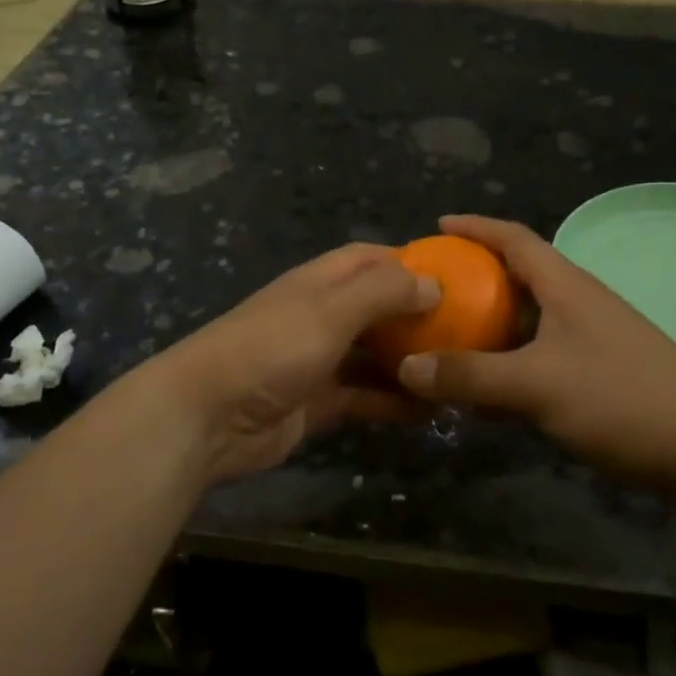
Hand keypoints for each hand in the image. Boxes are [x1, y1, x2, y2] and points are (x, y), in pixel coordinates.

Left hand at [146, 244, 438, 483]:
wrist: (206, 416)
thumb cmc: (270, 348)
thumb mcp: (330, 310)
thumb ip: (383, 293)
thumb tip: (434, 284)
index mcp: (320, 282)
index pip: (370, 259)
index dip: (409, 262)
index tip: (455, 276)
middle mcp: (321, 316)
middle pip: (377, 308)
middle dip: (417, 317)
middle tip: (469, 332)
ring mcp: (318, 361)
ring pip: (374, 356)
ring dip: (409, 362)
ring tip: (457, 373)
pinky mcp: (317, 403)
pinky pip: (364, 396)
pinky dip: (393, 401)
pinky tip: (429, 410)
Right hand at [394, 215, 675, 488]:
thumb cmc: (621, 398)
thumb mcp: (536, 385)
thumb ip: (470, 376)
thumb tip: (406, 367)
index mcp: (566, 286)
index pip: (515, 239)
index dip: (476, 227)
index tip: (438, 224)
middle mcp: (579, 302)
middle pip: (520, 275)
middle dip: (476, 275)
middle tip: (433, 288)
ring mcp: (593, 338)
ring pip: (530, 318)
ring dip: (492, 321)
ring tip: (450, 333)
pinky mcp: (601, 371)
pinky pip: (541, 351)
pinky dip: (511, 357)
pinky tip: (490, 384)